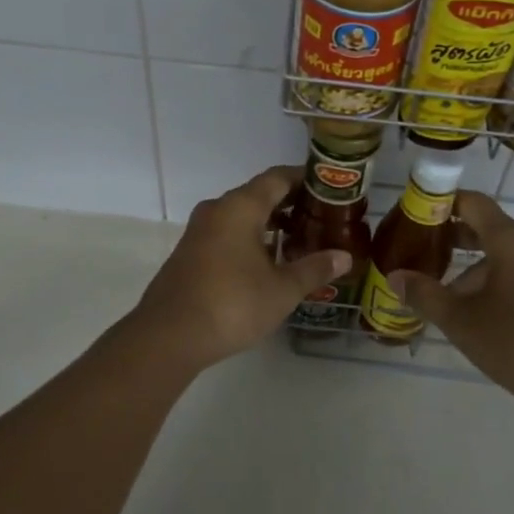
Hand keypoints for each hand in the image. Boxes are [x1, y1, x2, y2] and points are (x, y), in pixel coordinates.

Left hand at [124, 166, 350, 372]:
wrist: (168, 336)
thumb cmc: (232, 304)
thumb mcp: (282, 290)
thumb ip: (314, 269)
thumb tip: (344, 257)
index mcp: (240, 207)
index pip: (277, 178)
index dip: (304, 179)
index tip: (329, 188)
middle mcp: (217, 210)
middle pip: (258, 195)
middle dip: (289, 204)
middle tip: (320, 219)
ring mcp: (199, 231)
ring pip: (241, 216)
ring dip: (269, 224)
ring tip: (299, 242)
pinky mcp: (189, 253)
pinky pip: (226, 233)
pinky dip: (250, 239)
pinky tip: (266, 263)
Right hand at [391, 191, 513, 413]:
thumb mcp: (461, 322)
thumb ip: (425, 295)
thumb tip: (395, 277)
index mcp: (510, 240)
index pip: (472, 202)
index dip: (442, 203)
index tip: (416, 215)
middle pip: (488, 228)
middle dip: (453, 239)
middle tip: (422, 255)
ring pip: (504, 255)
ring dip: (474, 269)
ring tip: (447, 296)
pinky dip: (497, 281)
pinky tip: (482, 314)